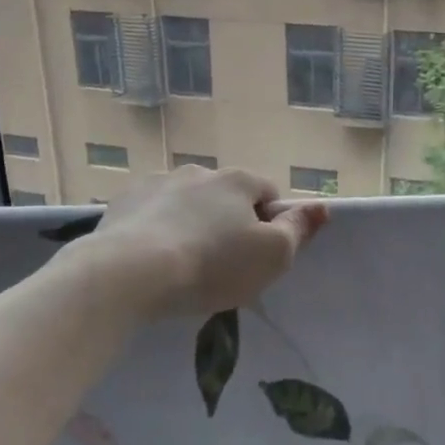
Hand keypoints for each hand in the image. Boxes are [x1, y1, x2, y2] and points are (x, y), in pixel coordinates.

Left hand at [86, 166, 328, 318]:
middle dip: (227, 223)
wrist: (128, 273)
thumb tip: (322, 206)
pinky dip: (155, 230)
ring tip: (181, 265)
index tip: (257, 257)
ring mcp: (157, 182)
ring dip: (190, 224)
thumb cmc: (212, 266)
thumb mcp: (271, 256)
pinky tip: (150, 260)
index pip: (268, 195)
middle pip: (226, 198)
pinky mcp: (122, 200)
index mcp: (238, 180)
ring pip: (186, 203)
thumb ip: (298, 229)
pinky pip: (150, 213)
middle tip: (220, 266)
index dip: (269, 225)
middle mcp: (199, 171)